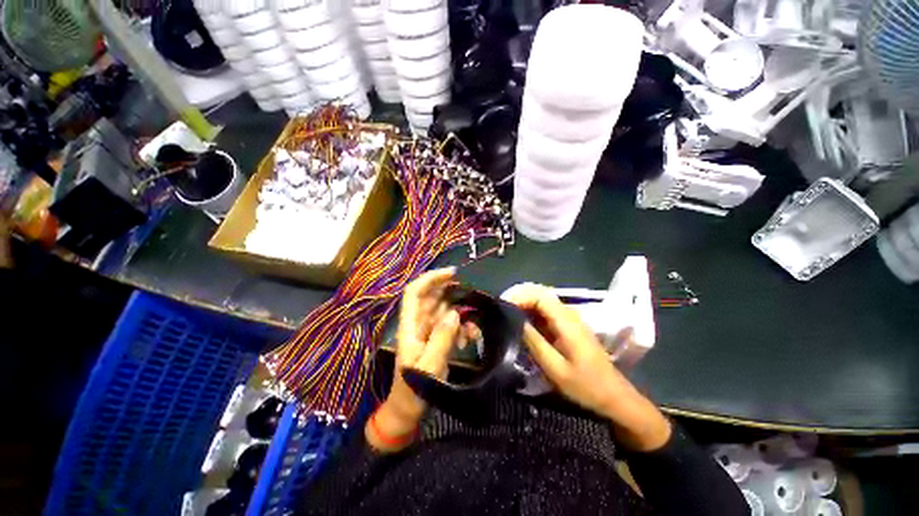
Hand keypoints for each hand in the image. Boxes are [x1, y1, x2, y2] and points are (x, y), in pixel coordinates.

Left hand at [368, 268, 460, 451]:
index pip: (415, 292)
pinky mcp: (437, 338)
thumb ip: (441, 338)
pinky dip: (462, 327)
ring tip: (472, 331)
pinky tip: (469, 340)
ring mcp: (428, 330)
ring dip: (461, 315)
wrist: (409, 411)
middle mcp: (418, 323)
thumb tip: (455, 313)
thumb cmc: (413, 390)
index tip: (452, 274)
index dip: (431, 278)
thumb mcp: (429, 366)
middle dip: (452, 294)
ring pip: (445, 310)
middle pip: (432, 297)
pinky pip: (451, 324)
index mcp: (410, 325)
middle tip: (471, 298)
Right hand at [502, 283, 670, 451]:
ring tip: (505, 314)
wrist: (614, 396)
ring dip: (523, 303)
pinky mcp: (567, 325)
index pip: (539, 295)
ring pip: (541, 300)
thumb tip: (514, 321)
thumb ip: (534, 342)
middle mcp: (568, 313)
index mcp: (566, 321)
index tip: (502, 305)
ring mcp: (569, 318)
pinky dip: (530, 312)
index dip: (519, 295)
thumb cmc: (586, 386)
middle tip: (500, 308)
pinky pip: (545, 311)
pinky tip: (520, 322)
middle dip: (518, 296)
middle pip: (540, 293)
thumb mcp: (556, 369)